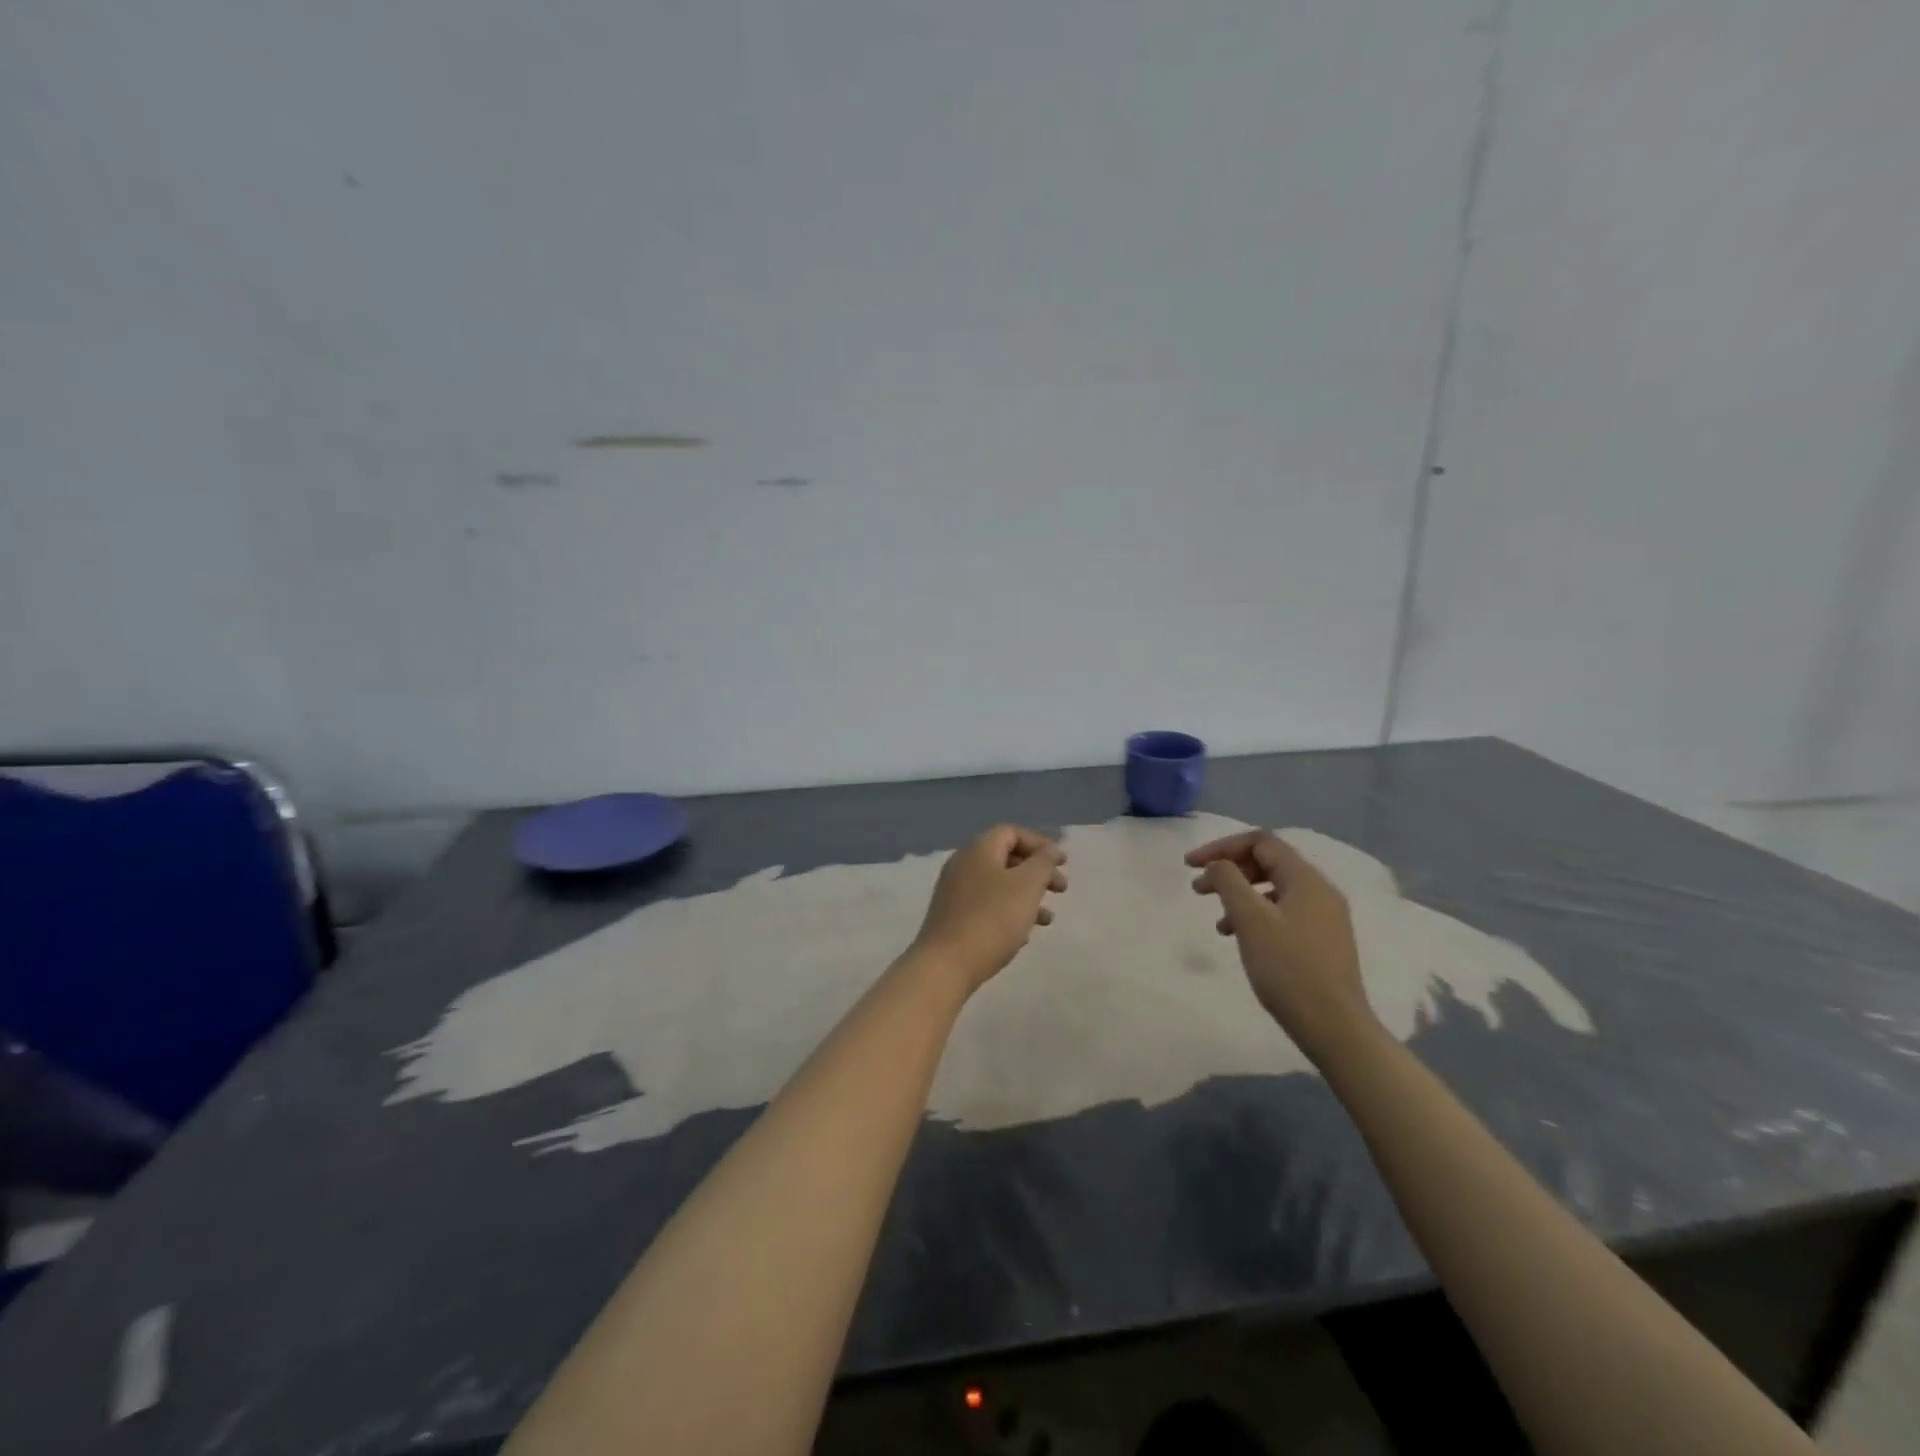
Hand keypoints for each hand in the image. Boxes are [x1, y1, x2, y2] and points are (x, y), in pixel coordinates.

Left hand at [912, 825, 1066, 990]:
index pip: (1012, 832)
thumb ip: (1043, 862)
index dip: (1040, 844)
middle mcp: (963, 864)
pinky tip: (1023, 935)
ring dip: (1027, 896)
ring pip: (999, 884)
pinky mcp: (953, 917)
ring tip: (1047, 919)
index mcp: (978, 849)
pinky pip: (987, 905)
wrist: (945, 965)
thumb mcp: (1027, 885)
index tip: (1063, 863)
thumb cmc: (992, 919)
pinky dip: (1009, 912)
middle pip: (1006, 858)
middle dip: (1037, 872)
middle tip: (1061, 889)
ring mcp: (955, 891)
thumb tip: (1050, 849)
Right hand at [1188, 829, 1377, 1063]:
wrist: (1334, 1027)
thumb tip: (1218, 864)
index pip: (1261, 842)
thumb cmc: (1288, 968)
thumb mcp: (1251, 920)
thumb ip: (1229, 882)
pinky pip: (1282, 913)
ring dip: (1240, 895)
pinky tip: (1240, 939)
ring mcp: (1324, 917)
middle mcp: (1320, 891)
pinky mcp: (1322, 941)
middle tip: (1198, 889)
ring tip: (1217, 920)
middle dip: (1229, 870)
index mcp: (1306, 879)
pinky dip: (1256, 916)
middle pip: (1268, 863)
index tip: (1190, 865)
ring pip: (1273, 890)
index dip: (1222, 847)